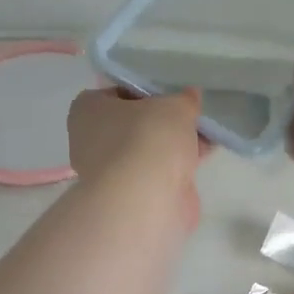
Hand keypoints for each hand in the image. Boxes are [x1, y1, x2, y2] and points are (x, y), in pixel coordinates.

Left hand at [67, 86, 209, 223]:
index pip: (117, 93)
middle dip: (163, 122)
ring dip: (174, 145)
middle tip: (190, 116)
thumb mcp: (174, 106)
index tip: (171, 96)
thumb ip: (184, 99)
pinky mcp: (129, 196)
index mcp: (87, 110)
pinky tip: (202, 159)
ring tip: (206, 136)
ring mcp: (110, 172)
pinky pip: (156, 173)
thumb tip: (189, 97)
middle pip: (134, 124)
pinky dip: (176, 167)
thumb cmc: (148, 139)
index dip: (146, 92)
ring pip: (147, 150)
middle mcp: (91, 141)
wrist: (145, 201)